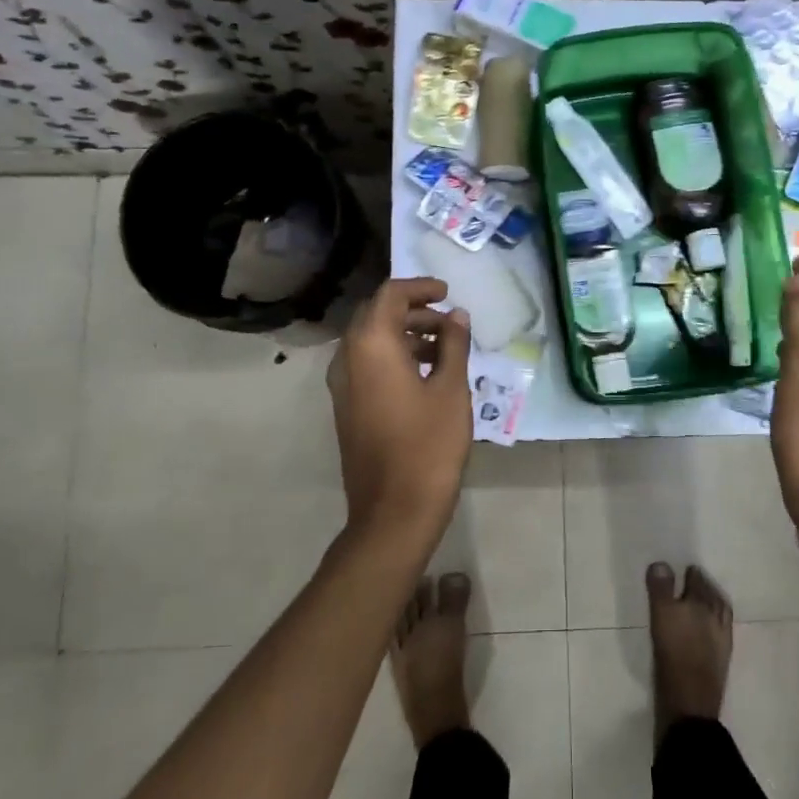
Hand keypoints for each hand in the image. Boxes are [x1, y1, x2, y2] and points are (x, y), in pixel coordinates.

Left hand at [327, 277, 473, 544]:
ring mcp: (343, 385)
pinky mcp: (347, 406)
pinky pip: (367, 364)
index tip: (448, 292)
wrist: (394, 510)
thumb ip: (453, 344)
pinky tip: (426, 373)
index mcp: (371, 345)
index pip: (390, 295)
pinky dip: (394, 356)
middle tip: (449, 320)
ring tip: (445, 348)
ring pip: (370, 340)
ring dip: (405, 334)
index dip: (420, 287)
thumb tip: (456, 315)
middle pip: (376, 315)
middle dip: (413, 310)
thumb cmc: (429, 445)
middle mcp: (348, 358)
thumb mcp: (450, 389)